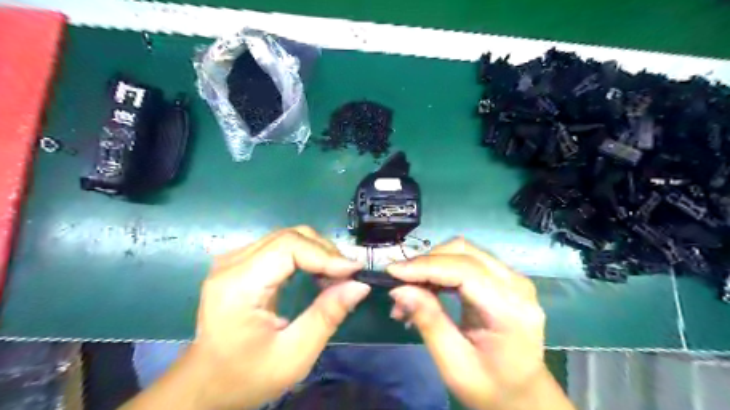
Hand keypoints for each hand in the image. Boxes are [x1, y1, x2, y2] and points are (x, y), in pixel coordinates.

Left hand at [186, 228, 366, 409]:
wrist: (207, 383)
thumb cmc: (247, 376)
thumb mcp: (293, 355)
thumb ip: (327, 316)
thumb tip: (360, 285)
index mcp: (238, 285)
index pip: (288, 247)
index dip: (325, 254)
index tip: (354, 271)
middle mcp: (231, 263)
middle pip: (289, 236)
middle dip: (325, 252)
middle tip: (348, 276)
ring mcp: (233, 260)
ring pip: (287, 237)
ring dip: (317, 252)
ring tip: (336, 276)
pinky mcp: (240, 262)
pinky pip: (280, 246)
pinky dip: (306, 254)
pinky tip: (317, 273)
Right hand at [384, 236, 572, 409]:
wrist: (524, 395)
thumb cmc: (491, 388)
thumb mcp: (454, 365)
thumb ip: (429, 321)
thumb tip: (399, 290)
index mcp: (510, 310)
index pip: (464, 271)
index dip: (425, 266)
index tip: (392, 272)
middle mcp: (516, 284)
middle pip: (463, 252)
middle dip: (425, 263)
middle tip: (399, 285)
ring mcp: (512, 278)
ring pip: (463, 251)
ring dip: (431, 265)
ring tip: (409, 291)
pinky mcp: (503, 277)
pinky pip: (466, 260)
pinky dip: (440, 269)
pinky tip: (426, 287)